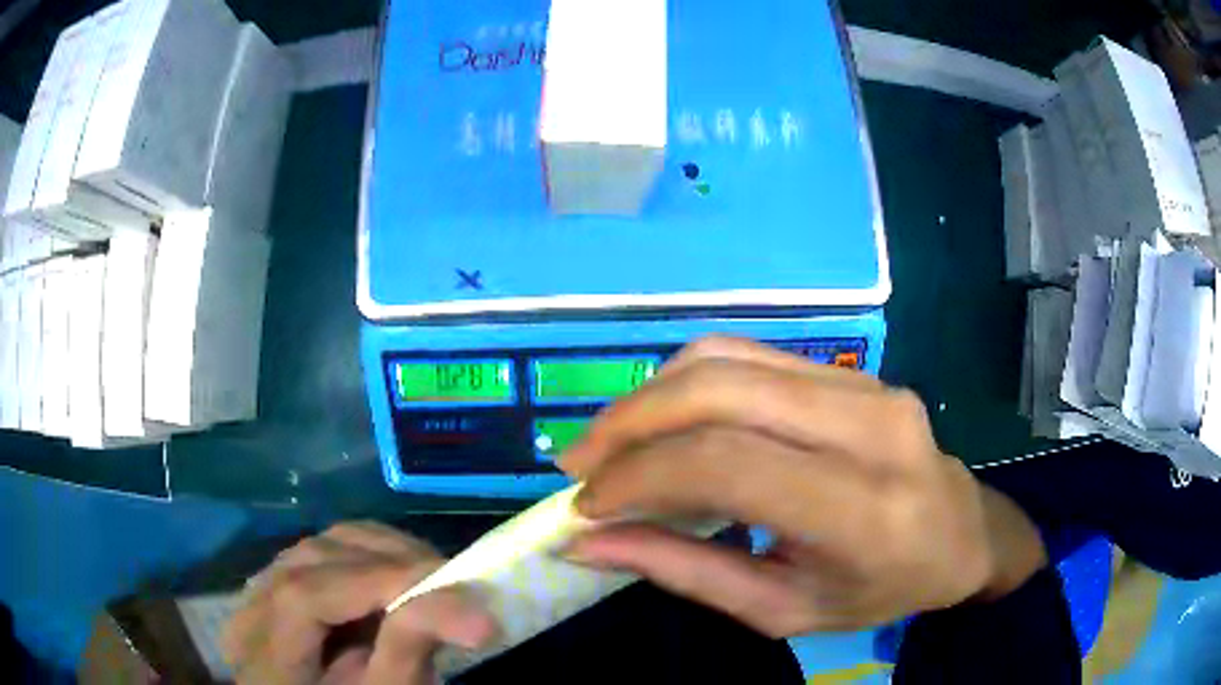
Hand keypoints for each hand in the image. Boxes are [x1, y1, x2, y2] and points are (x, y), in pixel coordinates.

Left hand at [222, 522, 497, 683]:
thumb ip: (406, 653)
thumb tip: (465, 602)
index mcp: (264, 651)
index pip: (305, 595)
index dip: (377, 583)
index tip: (454, 588)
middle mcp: (251, 607)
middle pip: (314, 559)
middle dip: (389, 563)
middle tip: (457, 581)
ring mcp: (265, 589)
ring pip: (323, 546)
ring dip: (384, 555)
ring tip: (435, 579)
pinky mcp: (286, 583)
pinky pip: (327, 553)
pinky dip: (371, 557)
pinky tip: (401, 578)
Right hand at [561, 337, 1046, 636]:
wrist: (960, 533)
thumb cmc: (880, 589)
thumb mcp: (784, 610)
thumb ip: (686, 572)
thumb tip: (590, 542)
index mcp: (863, 510)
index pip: (729, 465)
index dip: (640, 477)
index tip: (587, 507)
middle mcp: (869, 427)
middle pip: (721, 392)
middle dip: (629, 423)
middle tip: (578, 463)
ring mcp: (865, 385)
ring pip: (728, 359)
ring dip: (651, 395)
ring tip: (611, 442)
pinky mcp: (851, 370)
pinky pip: (751, 355)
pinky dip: (688, 382)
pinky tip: (663, 418)